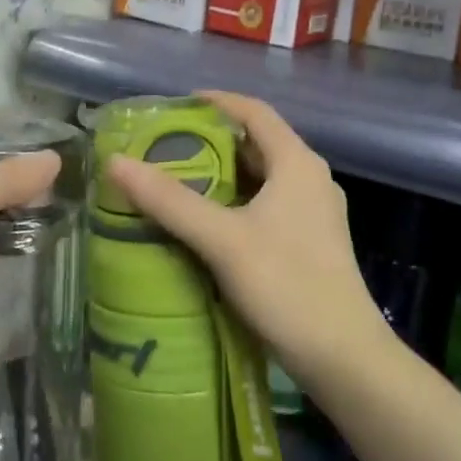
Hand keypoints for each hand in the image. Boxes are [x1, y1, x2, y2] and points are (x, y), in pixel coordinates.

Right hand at [106, 90, 389, 388]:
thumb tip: (116, 162)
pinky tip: (204, 223)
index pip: (254, 112)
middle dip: (211, 141)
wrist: (344, 358)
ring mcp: (313, 213)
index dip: (217, 102)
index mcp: (296, 164)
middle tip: (164, 147)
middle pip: (256, 144)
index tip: (175, 105)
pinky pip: (266, 206)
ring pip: (260, 178)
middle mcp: (309, 179)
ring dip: (221, 175)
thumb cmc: (287, 285)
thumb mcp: (222, 239)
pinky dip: (234, 203)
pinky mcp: (309, 242)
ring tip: (175, 181)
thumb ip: (170, 200)